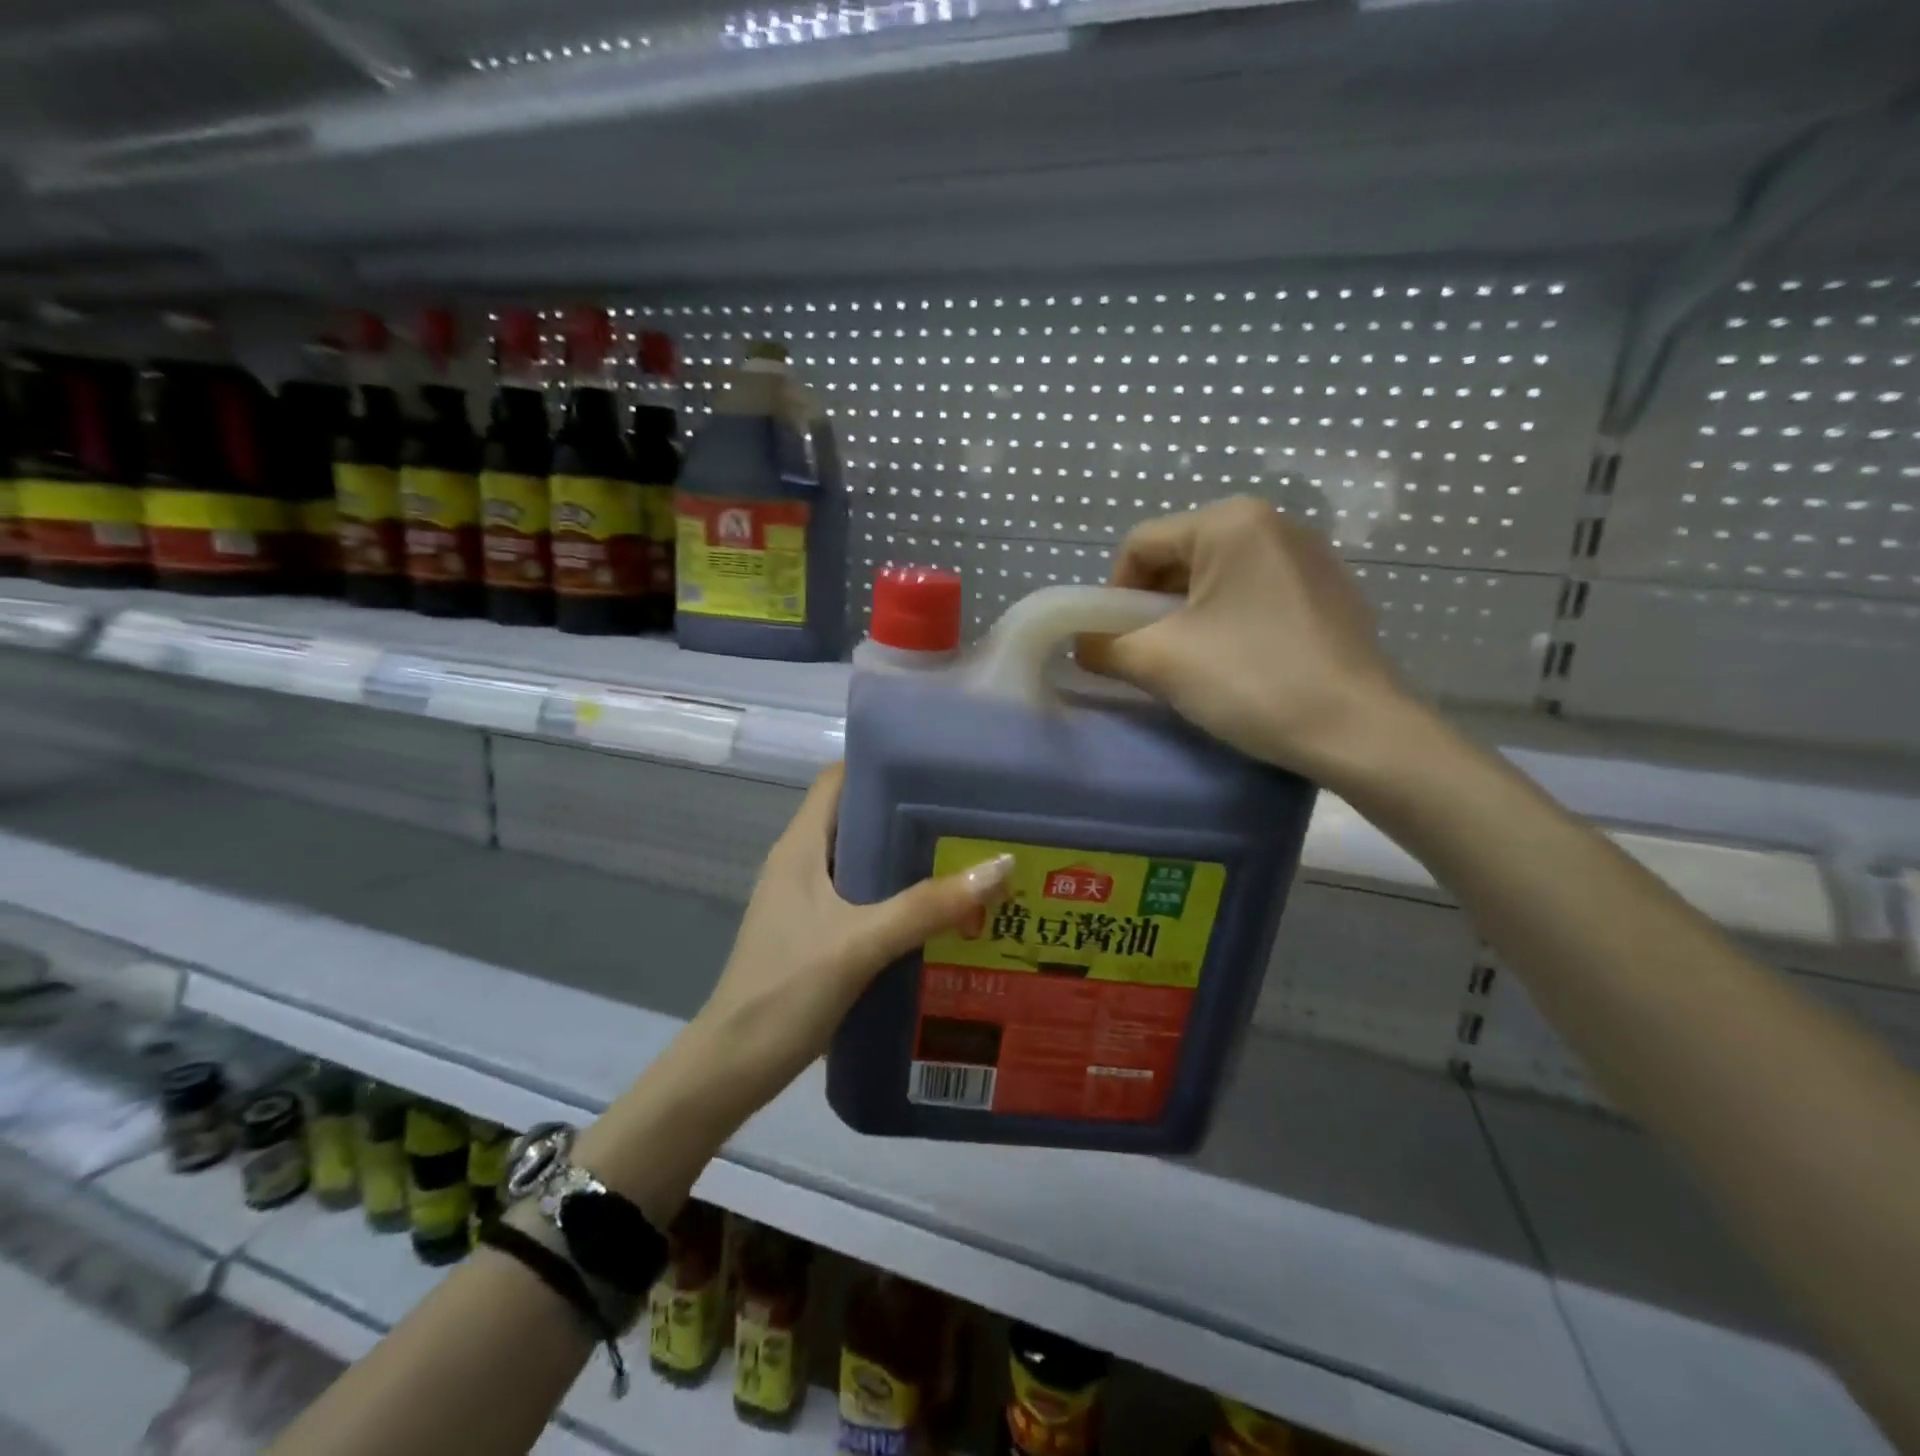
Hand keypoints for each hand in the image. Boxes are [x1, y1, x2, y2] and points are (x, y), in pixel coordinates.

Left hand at [692, 764, 1013, 1098]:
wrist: (732, 1069)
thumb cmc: (787, 991)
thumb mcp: (861, 943)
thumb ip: (928, 906)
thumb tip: (1000, 865)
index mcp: (800, 847)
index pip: (838, 779)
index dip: (882, 767)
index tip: (937, 772)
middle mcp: (800, 864)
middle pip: (857, 820)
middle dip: (908, 817)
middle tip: (967, 821)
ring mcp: (805, 903)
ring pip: (862, 864)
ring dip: (906, 863)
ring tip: (965, 864)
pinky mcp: (814, 936)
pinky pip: (862, 902)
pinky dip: (896, 901)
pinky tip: (937, 918)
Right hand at [1082, 497, 1418, 784]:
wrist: (1358, 731)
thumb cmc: (1252, 680)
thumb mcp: (1160, 661)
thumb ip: (1105, 646)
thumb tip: (1083, 645)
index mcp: (1230, 523)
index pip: (1141, 544)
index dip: (1114, 593)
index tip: (1117, 642)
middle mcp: (1274, 524)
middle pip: (1181, 557)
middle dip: (1153, 606)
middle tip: (1150, 656)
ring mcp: (1310, 557)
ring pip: (1219, 579)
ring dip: (1189, 617)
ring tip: (1192, 665)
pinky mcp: (1331, 592)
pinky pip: (1257, 595)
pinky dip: (1231, 622)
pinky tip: (1240, 665)